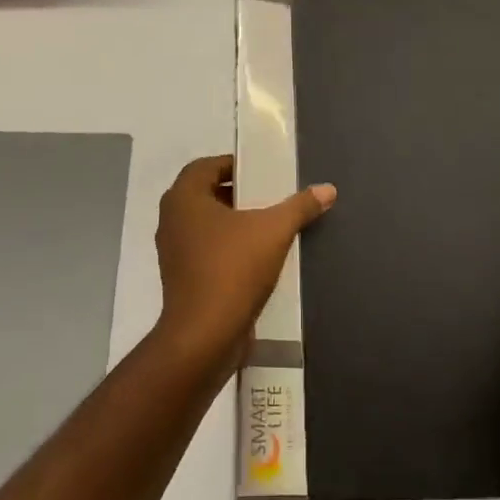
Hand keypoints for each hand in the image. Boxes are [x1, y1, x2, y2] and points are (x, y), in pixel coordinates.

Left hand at [155, 155, 335, 371]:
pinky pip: (206, 252)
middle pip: (205, 195)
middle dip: (237, 194)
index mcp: (184, 199)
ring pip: (206, 226)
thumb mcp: (274, 231)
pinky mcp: (182, 279)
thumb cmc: (232, 269)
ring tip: (268, 227)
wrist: (205, 335)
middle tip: (270, 196)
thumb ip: (299, 206)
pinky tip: (257, 258)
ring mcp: (174, 252)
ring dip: (233, 223)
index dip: (233, 164)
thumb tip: (328, 188)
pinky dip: (228, 248)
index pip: (205, 166)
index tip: (261, 172)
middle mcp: (172, 221)